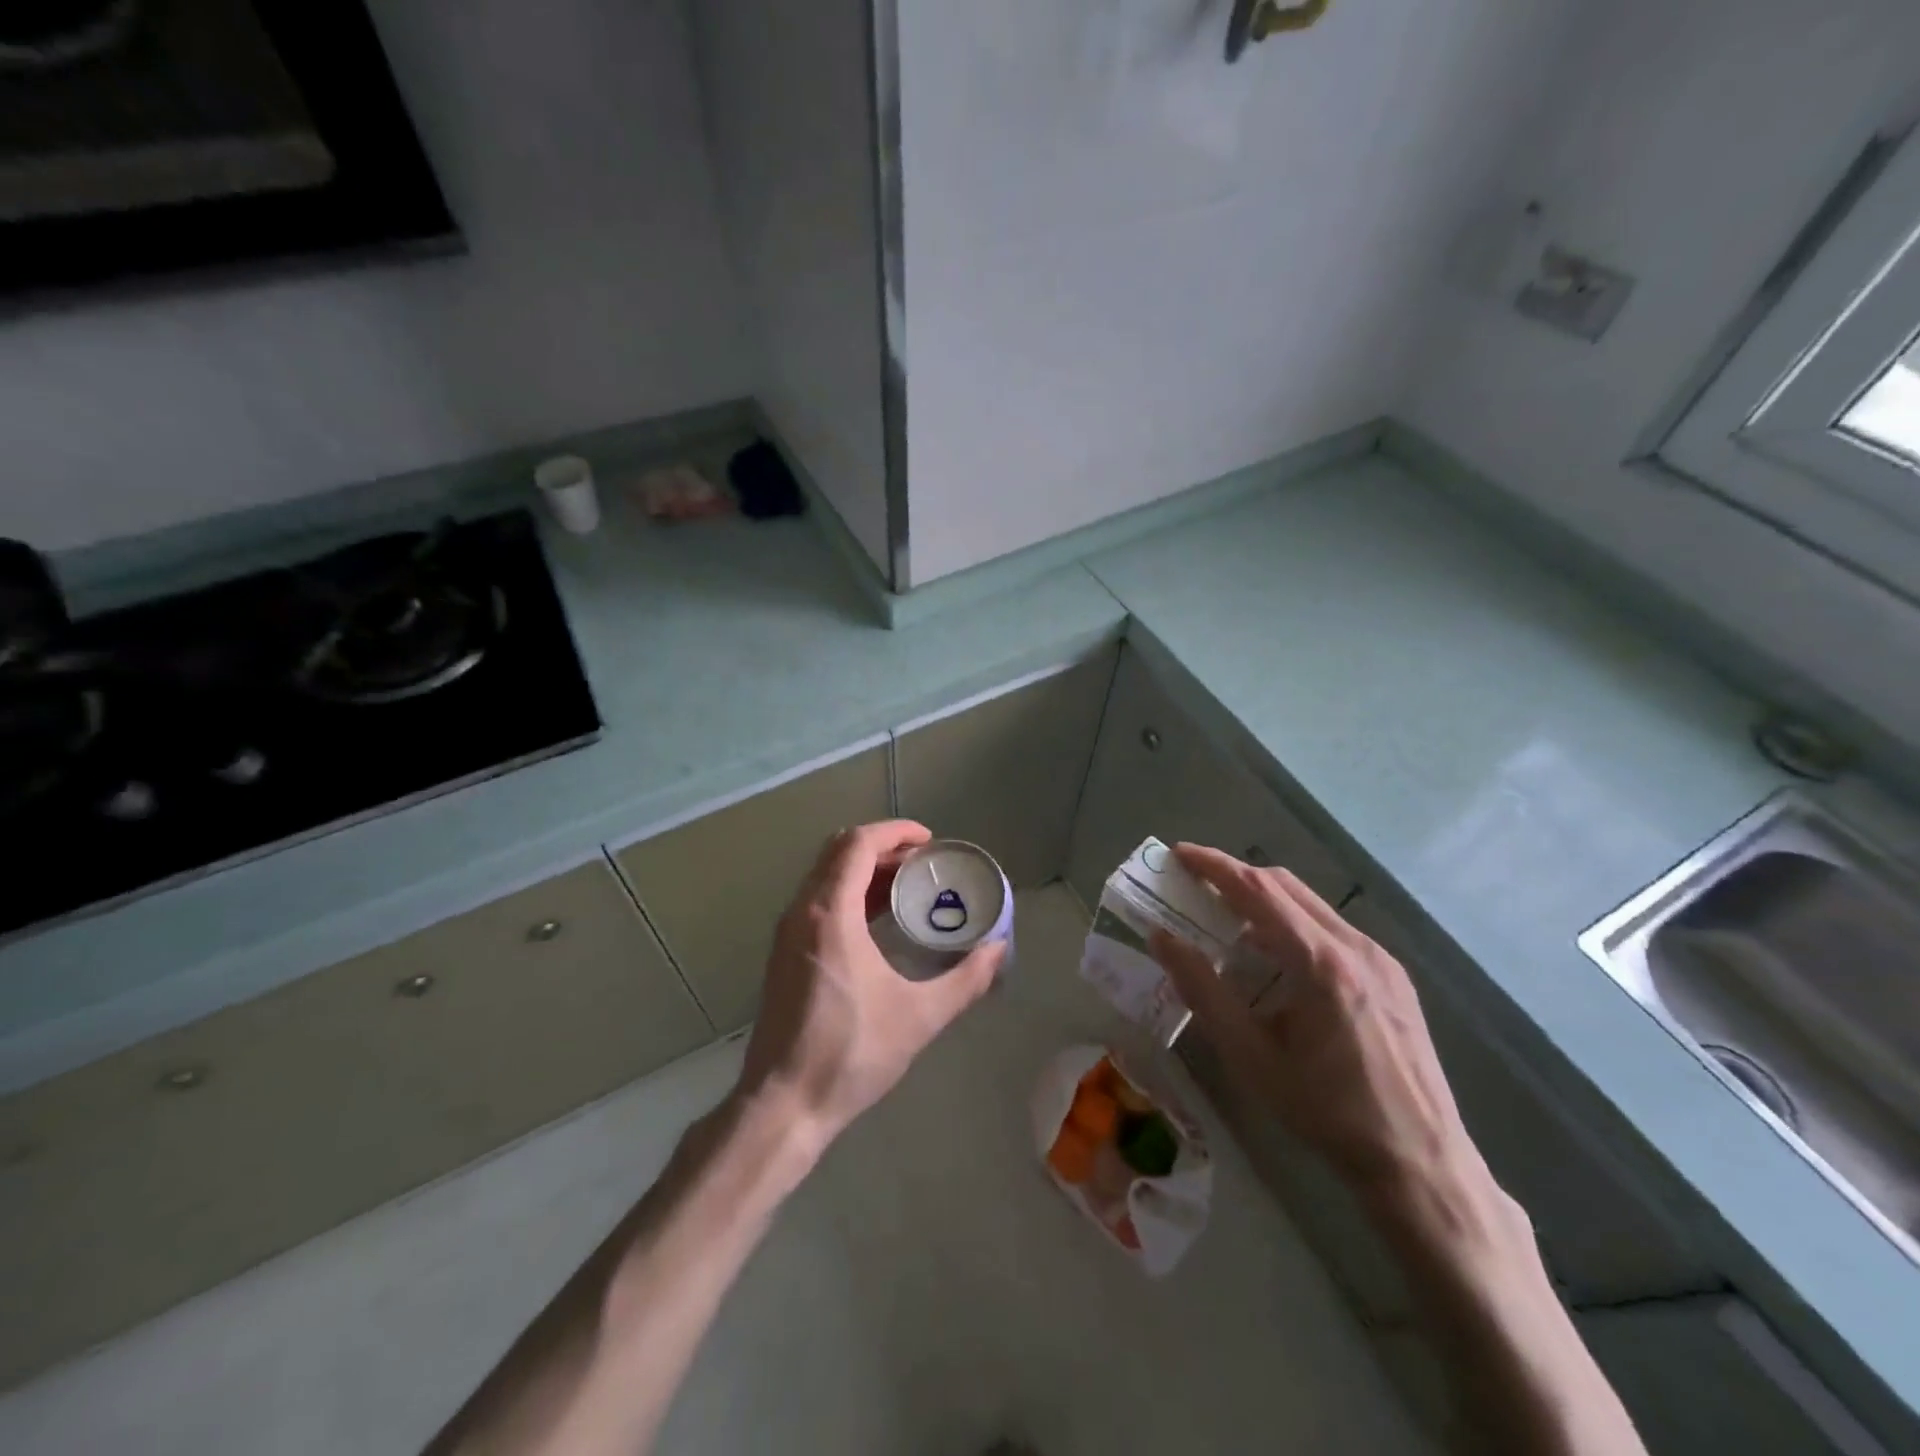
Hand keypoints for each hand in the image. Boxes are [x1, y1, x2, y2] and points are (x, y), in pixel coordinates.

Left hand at [734, 820, 1005, 1147]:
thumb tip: (999, 949)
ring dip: (865, 870)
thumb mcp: (919, 1016)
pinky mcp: (784, 953)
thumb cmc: (851, 1053)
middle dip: (883, 847)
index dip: (895, 832)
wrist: (783, 1104)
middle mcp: (802, 911)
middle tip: (924, 864)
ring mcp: (788, 932)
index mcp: (830, 914)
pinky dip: (850, 892)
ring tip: (908, 888)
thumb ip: (966, 979)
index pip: (857, 844)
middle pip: (839, 851)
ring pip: (826, 875)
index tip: (930, 841)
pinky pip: (818, 900)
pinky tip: (879, 922)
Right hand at [1148, 844, 1479, 1204]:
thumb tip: (1162, 938)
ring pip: (1311, 905)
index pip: (1258, 890)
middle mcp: (1357, 947)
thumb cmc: (1328, 1112)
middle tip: (1194, 886)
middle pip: (1286, 886)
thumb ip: (1203, 991)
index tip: (1178, 854)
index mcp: (1322, 963)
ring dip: (1264, 900)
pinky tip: (1277, 960)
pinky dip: (1293, 924)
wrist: (1421, 1162)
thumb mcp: (1251, 1056)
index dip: (1214, 866)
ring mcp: (1381, 960)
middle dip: (1236, 876)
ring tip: (1227, 921)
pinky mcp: (1393, 977)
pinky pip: (1332, 929)